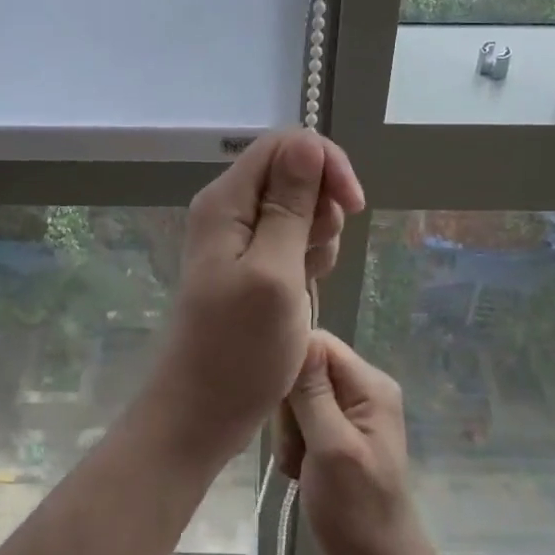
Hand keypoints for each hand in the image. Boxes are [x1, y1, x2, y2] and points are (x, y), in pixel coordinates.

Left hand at [149, 131, 363, 460]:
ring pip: (298, 206)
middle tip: (318, 255)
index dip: (325, 163)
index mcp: (227, 200)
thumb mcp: (274, 273)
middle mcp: (230, 208)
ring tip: (306, 279)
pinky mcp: (251, 262)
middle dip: (323, 205)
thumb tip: (307, 142)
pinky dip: (308, 257)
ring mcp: (239, 236)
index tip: (352, 204)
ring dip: (318, 235)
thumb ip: (291, 206)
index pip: (284, 144)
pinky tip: (303, 289)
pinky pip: (292, 238)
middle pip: (293, 172)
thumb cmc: (239, 349)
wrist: (202, 412)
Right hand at [276, 331, 442, 554]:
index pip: (319, 343)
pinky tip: (298, 474)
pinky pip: (301, 424)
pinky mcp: (335, 440)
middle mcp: (362, 392)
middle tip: (295, 450)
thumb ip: (312, 392)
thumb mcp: (331, 448)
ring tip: (297, 468)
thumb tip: (297, 334)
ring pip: (298, 399)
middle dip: (289, 408)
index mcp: (370, 385)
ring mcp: (349, 418)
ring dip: (288, 433)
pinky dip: (293, 447)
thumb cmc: (359, 514)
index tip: (280, 403)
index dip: (292, 365)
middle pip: (305, 371)